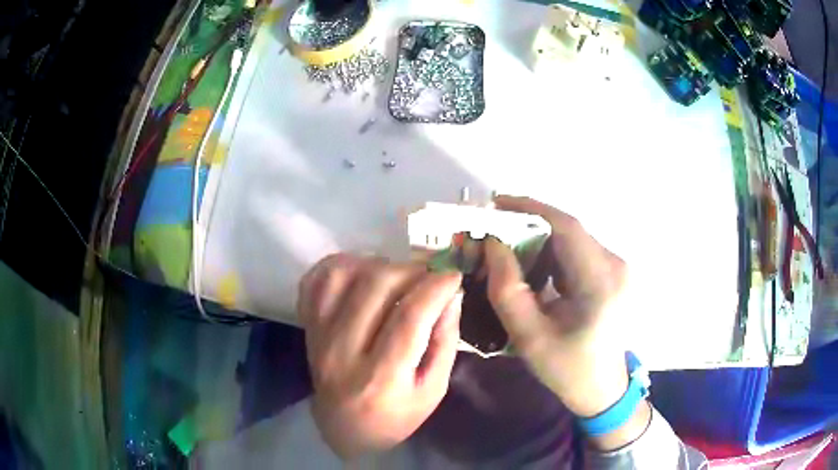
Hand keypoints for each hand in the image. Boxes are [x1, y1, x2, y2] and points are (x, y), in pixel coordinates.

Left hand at [298, 254, 462, 458]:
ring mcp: (319, 336)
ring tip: (397, 276)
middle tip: (430, 276)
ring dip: (377, 265)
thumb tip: (453, 294)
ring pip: (343, 275)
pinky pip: (316, 280)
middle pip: (376, 287)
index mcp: (381, 378)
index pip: (410, 316)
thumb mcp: (433, 391)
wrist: (344, 429)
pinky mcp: (307, 326)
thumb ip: (445, 342)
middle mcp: (343, 352)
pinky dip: (341, 265)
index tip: (454, 276)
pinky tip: (363, 274)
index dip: (437, 287)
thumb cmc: (395, 416)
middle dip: (412, 271)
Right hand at [484, 196, 648, 448]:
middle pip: (567, 231)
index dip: (529, 208)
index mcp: (600, 281)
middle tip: (492, 233)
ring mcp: (616, 267)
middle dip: (527, 226)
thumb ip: (507, 288)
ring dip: (538, 241)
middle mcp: (615, 265)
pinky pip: (577, 252)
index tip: (495, 203)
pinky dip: (551, 255)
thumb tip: (492, 244)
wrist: (602, 388)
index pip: (566, 227)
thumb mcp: (529, 336)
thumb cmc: (567, 369)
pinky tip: (533, 271)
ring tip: (507, 254)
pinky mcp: (612, 273)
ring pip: (571, 240)